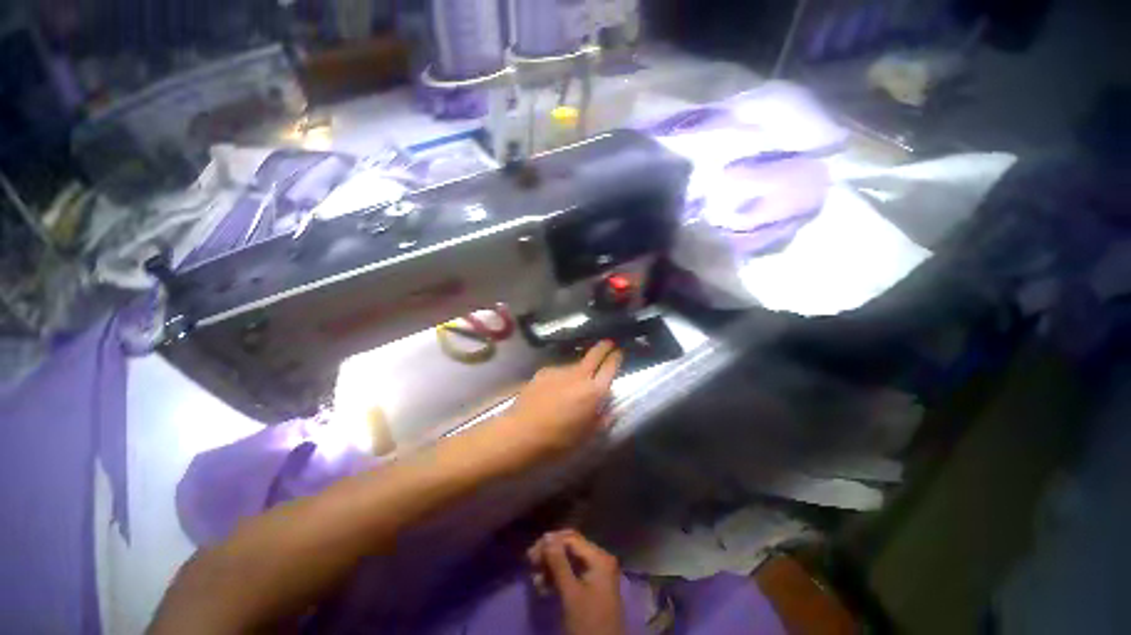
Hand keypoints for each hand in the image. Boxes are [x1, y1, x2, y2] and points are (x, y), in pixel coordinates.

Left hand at [489, 341, 621, 466]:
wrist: (521, 432)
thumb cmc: (558, 440)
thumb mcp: (586, 436)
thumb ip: (601, 419)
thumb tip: (608, 409)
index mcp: (594, 391)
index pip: (610, 367)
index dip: (616, 357)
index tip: (618, 352)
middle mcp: (579, 375)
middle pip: (595, 354)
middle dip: (604, 347)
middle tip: (608, 344)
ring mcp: (560, 370)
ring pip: (576, 364)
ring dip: (581, 368)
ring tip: (574, 383)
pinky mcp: (544, 371)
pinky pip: (560, 371)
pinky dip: (562, 377)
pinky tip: (554, 390)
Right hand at [529, 529, 625, 634]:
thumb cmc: (588, 623)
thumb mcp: (570, 593)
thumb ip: (558, 563)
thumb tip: (546, 536)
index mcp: (599, 557)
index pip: (570, 539)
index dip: (549, 543)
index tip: (530, 554)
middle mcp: (600, 559)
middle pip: (570, 547)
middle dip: (550, 554)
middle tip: (530, 564)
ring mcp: (598, 572)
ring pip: (570, 561)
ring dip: (552, 568)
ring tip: (535, 580)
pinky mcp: (593, 586)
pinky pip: (573, 573)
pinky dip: (559, 578)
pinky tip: (544, 588)